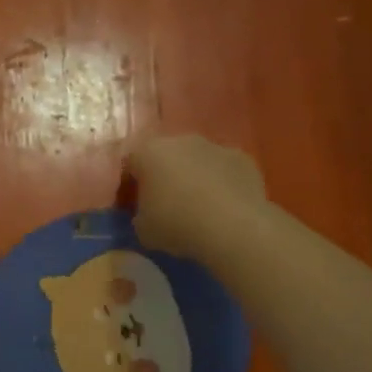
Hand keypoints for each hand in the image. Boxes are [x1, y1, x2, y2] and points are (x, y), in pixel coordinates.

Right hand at [125, 133, 266, 259]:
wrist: (232, 226)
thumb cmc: (177, 224)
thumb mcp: (143, 230)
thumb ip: (139, 216)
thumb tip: (146, 215)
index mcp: (149, 153)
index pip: (130, 162)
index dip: (129, 183)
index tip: (132, 203)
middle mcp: (180, 140)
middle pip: (165, 155)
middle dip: (162, 175)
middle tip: (164, 203)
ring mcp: (214, 146)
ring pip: (196, 160)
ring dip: (193, 177)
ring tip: (197, 207)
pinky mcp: (242, 158)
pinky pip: (223, 169)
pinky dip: (220, 183)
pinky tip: (222, 207)